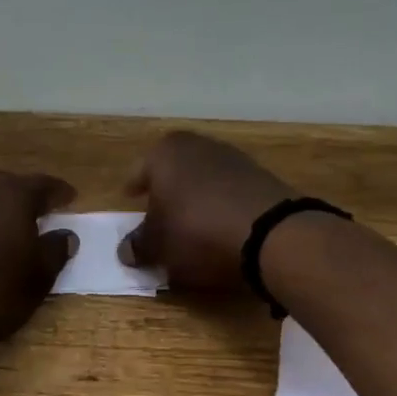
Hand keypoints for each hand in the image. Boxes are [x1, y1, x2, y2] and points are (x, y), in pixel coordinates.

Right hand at [119, 131, 293, 291]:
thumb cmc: (197, 231)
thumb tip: (126, 250)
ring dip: (196, 198)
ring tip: (191, 226)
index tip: (130, 199)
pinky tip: (220, 228)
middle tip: (159, 213)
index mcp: (165, 153)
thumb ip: (139, 245)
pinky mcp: (262, 177)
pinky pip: (230, 192)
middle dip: (166, 191)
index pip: (140, 171)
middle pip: (174, 170)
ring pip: (203, 179)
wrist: (270, 232)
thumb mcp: (158, 246)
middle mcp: (198, 146)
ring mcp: (234, 158)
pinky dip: (221, 206)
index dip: (134, 188)